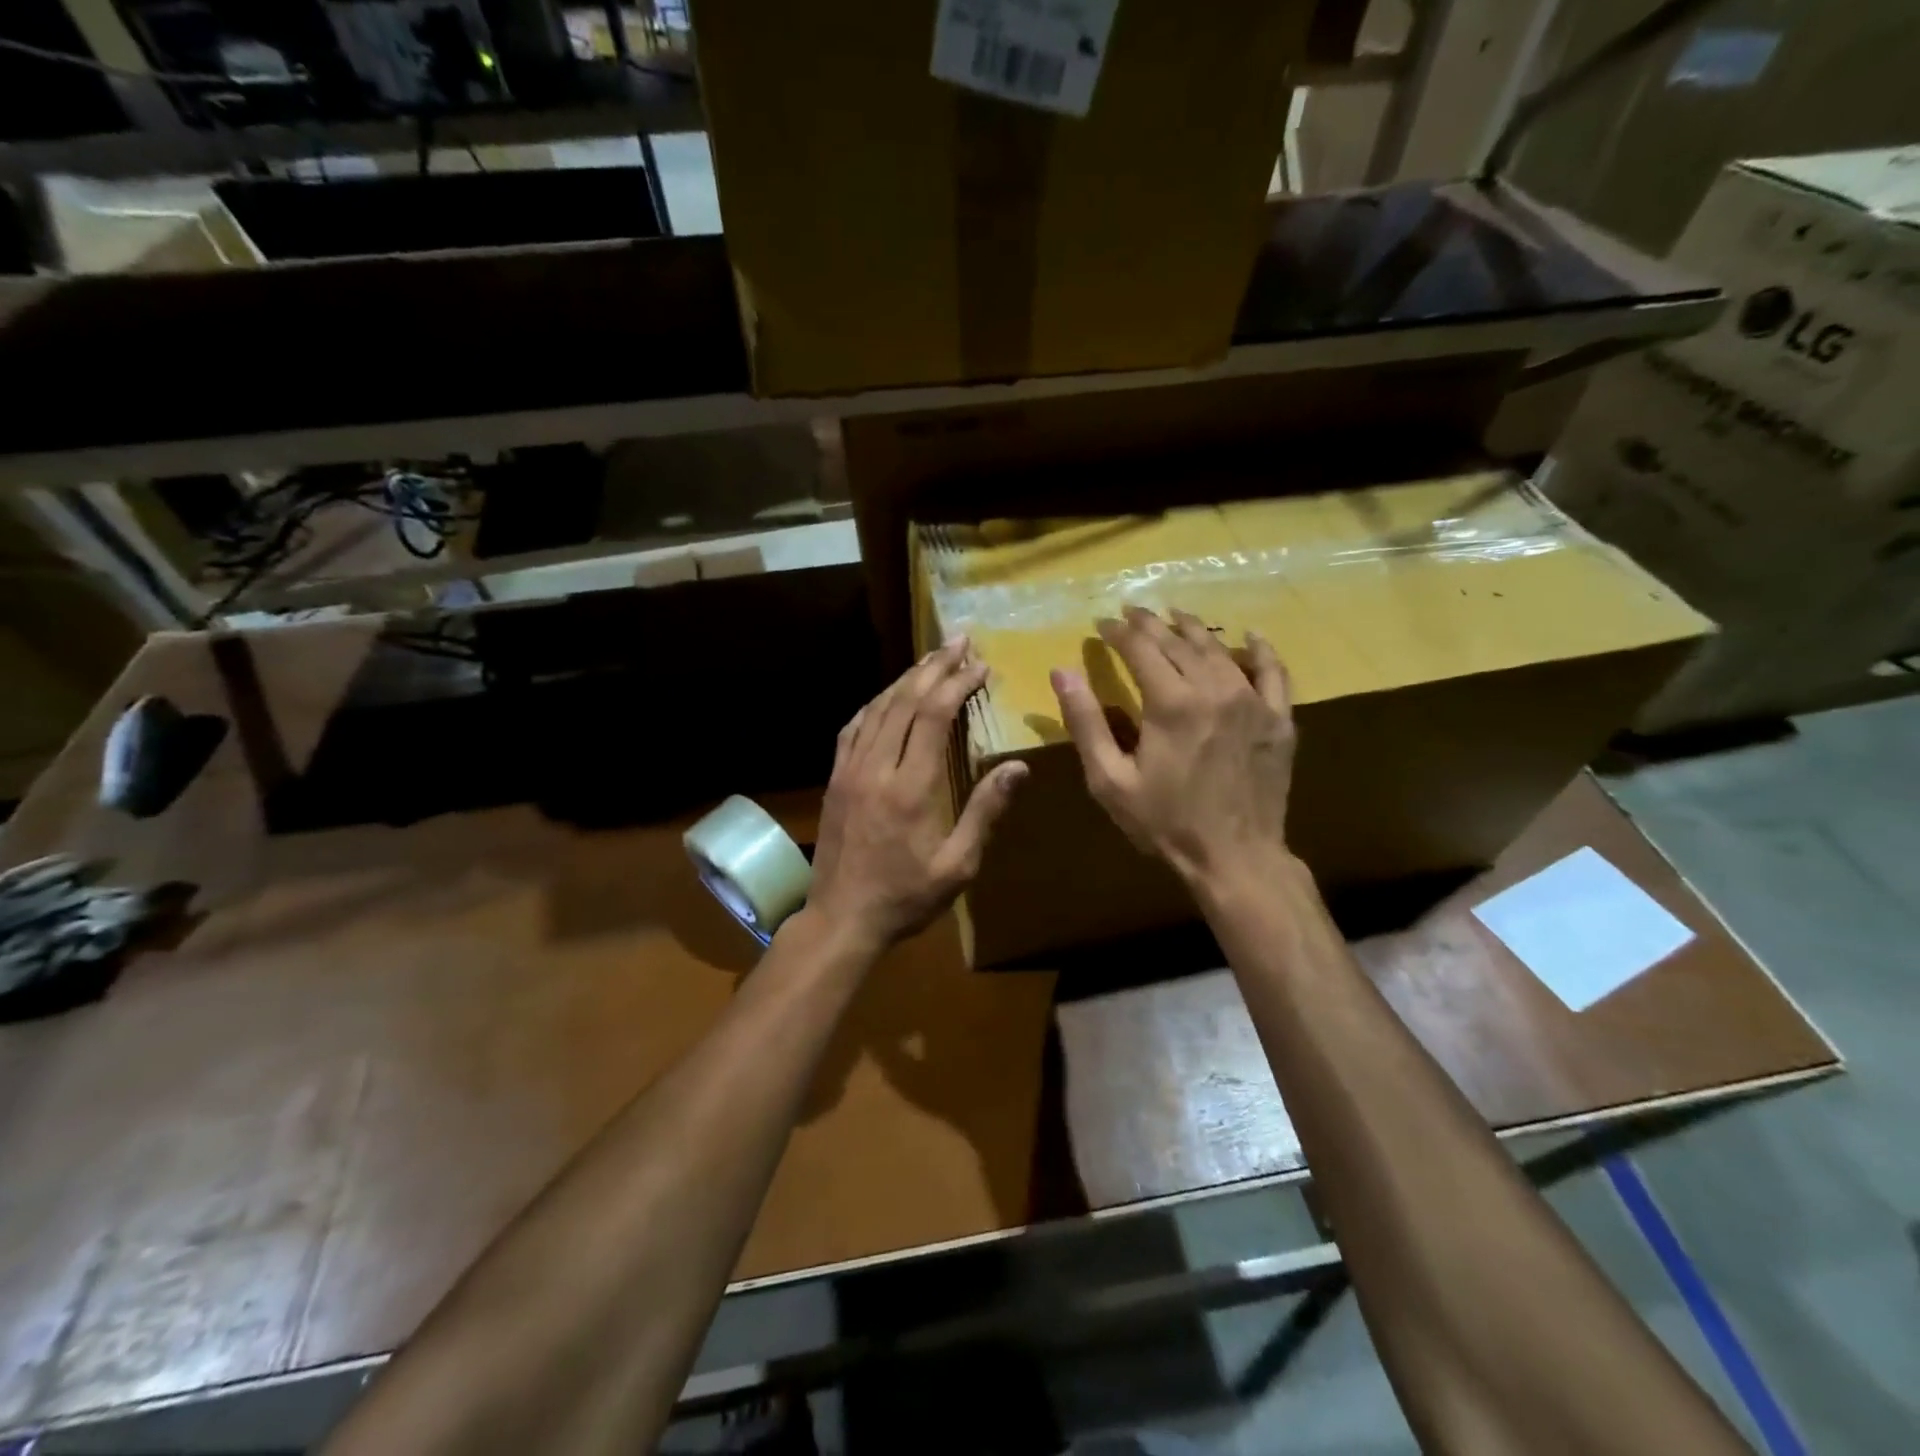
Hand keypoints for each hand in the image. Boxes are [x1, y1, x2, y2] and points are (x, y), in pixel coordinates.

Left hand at [806, 637, 1027, 952]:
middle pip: (905, 701)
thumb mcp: (958, 865)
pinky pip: (853, 728)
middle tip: (958, 641)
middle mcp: (877, 768)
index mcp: (912, 787)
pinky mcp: (834, 779)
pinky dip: (873, 704)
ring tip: (930, 659)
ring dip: (905, 679)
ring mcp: (850, 771)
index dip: (958, 684)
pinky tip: (886, 696)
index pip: (935, 716)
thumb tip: (1018, 767)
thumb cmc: (906, 897)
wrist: (841, 918)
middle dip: (935, 667)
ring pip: (877, 709)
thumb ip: (986, 812)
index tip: (980, 665)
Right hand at [1050, 606, 1295, 886]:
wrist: (1235, 858)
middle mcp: (1213, 689)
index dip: (1118, 632)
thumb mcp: (1110, 779)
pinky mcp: (1278, 719)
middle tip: (1132, 612)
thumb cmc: (1165, 822)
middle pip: (1178, 642)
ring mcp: (1252, 701)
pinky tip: (1250, 636)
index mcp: (1170, 703)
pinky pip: (1273, 672)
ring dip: (1193, 628)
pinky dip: (1260, 650)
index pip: (1140, 648)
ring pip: (1220, 649)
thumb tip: (1061, 672)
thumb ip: (1086, 722)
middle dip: (1151, 623)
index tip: (1102, 623)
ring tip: (1175, 615)